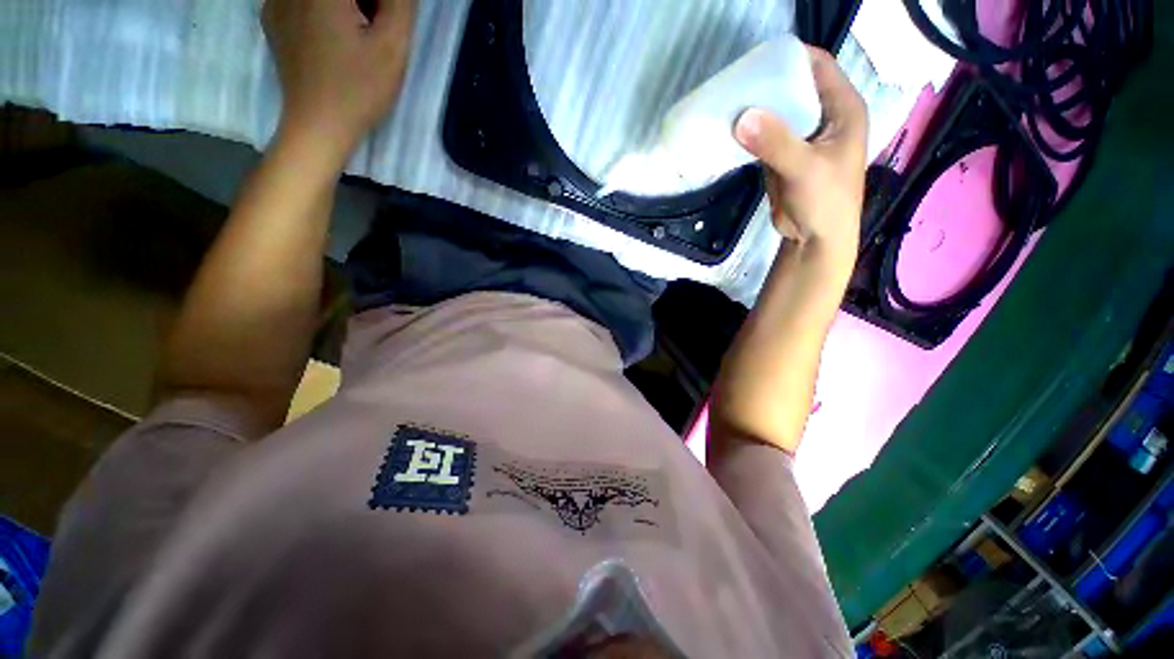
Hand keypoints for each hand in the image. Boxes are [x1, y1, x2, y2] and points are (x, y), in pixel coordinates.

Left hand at [263, 0, 415, 162]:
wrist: (318, 125)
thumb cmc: (359, 89)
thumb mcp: (392, 47)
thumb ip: (399, 4)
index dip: (383, 3)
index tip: (387, 19)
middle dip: (366, 0)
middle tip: (376, 25)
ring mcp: (276, 0)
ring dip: (347, 5)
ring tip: (357, 34)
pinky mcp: (272, 18)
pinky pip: (303, 1)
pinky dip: (323, 10)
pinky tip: (334, 38)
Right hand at [734, 47, 866, 265]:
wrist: (815, 239)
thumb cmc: (825, 201)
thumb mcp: (804, 168)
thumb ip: (776, 142)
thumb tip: (741, 118)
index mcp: (842, 109)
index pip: (819, 67)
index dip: (792, 57)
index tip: (758, 58)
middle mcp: (823, 118)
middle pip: (794, 87)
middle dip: (767, 83)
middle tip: (734, 82)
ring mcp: (801, 138)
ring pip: (777, 113)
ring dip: (755, 110)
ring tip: (726, 104)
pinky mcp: (783, 158)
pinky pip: (765, 137)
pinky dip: (750, 134)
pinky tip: (731, 131)